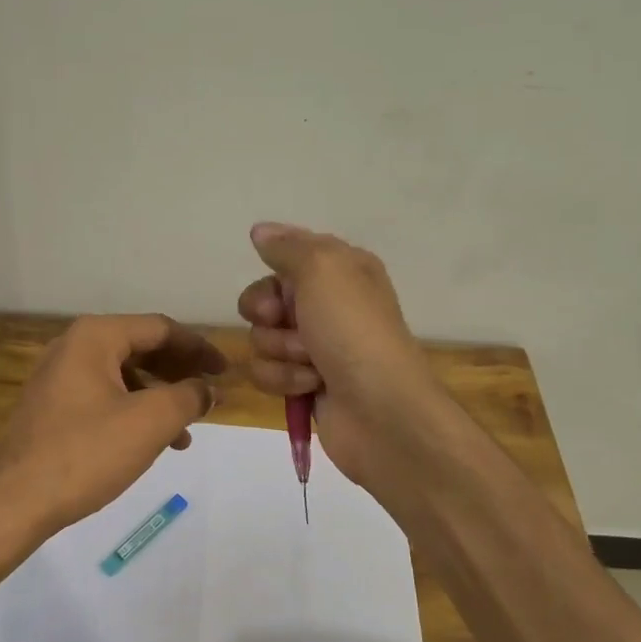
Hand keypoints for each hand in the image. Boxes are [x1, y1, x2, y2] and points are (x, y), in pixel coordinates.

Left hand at [0, 314, 225, 540]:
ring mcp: (59, 378)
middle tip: (210, 395)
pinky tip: (152, 443)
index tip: (225, 372)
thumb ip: (188, 397)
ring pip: (124, 377)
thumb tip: (207, 390)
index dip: (199, 348)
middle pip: (141, 348)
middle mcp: (73, 347)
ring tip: (187, 430)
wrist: (15, 501)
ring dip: (160, 398)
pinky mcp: (53, 408)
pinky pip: (105, 397)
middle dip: (180, 372)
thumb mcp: (150, 422)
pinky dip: (134, 412)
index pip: (159, 328)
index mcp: (95, 337)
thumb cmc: (86, 452)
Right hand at [238, 222, 445, 492]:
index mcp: (342, 270)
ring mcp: (316, 346)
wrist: (380, 410)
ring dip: (279, 351)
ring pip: (261, 338)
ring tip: (311, 363)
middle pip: (265, 299)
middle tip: (288, 323)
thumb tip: (260, 231)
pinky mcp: (303, 383)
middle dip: (268, 314)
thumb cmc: (354, 331)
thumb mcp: (323, 269)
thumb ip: (287, 247)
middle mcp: (328, 304)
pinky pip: (267, 372)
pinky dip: (284, 379)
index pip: (288, 255)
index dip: (275, 271)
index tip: (280, 284)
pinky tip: (311, 386)